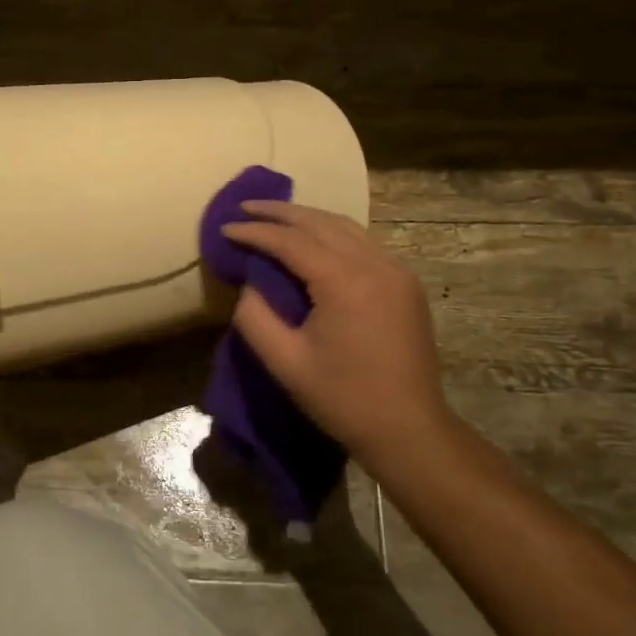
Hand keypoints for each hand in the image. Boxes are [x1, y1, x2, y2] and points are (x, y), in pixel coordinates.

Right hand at [221, 201, 460, 471]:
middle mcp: (375, 264)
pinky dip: (333, 233)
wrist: (409, 429)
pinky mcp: (405, 283)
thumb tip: (247, 284)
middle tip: (245, 206)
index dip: (255, 232)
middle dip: (280, 212)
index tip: (225, 228)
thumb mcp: (285, 362)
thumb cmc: (343, 399)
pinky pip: (364, 243)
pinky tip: (314, 239)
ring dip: (307, 218)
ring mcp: (396, 271)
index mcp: (345, 282)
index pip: (291, 241)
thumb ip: (255, 317)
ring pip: (345, 227)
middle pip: (320, 222)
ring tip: (274, 216)